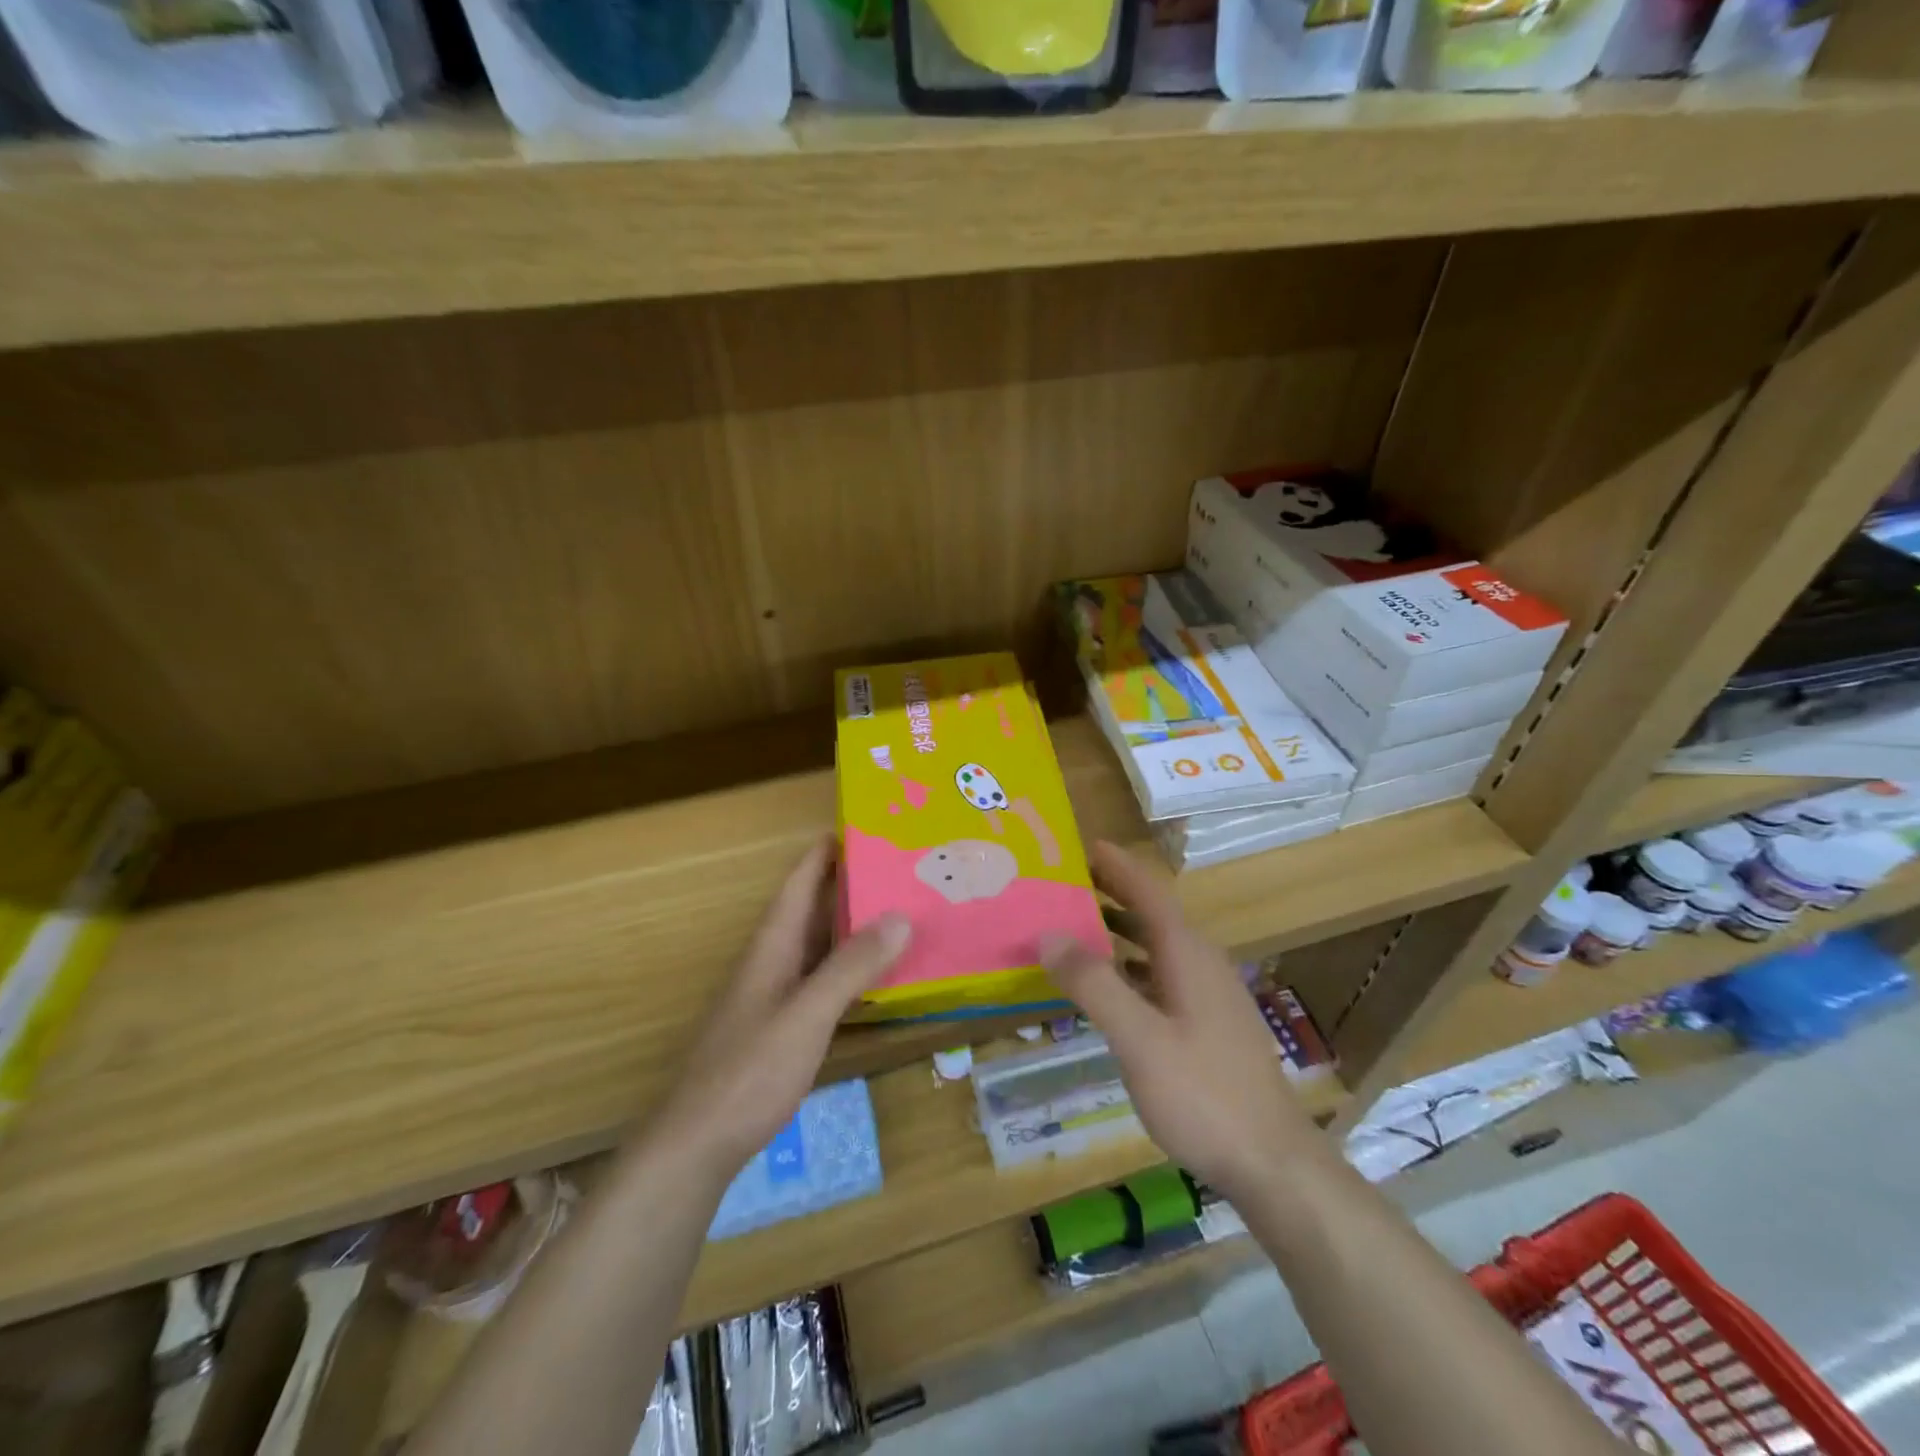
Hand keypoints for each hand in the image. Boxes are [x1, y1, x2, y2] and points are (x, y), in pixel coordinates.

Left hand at [645, 836, 910, 1185]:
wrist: (698, 1144)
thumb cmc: (750, 1071)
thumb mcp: (807, 1014)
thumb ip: (851, 966)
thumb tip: (900, 915)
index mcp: (772, 946)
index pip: (798, 883)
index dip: (824, 852)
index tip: (863, 825)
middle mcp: (771, 961)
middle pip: (810, 909)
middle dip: (848, 884)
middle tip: (898, 867)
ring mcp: (774, 996)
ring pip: (817, 945)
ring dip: (850, 924)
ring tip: (897, 909)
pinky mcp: (781, 1027)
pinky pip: (821, 979)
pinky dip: (848, 966)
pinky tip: (875, 975)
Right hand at [1042, 842, 1322, 1201]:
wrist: (1273, 1164)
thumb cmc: (1203, 1095)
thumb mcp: (1139, 1040)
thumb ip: (1094, 984)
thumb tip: (1049, 933)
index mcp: (1187, 955)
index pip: (1149, 893)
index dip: (1118, 866)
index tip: (1085, 845)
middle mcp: (1201, 964)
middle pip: (1153, 915)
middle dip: (1113, 894)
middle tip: (1067, 882)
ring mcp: (1209, 996)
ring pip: (1158, 947)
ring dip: (1120, 932)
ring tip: (1077, 927)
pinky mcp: (1210, 1025)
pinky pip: (1162, 976)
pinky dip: (1131, 968)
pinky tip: (1110, 988)